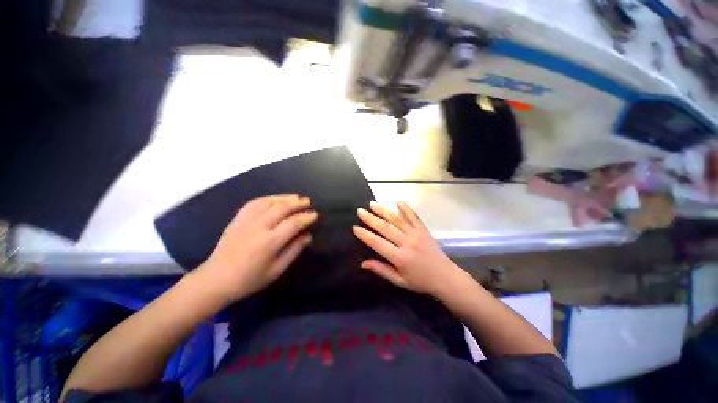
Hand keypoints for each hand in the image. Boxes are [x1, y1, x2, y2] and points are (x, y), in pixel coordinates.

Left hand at [196, 194, 317, 302]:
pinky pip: (253, 203)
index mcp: (269, 242)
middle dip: (297, 203)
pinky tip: (275, 199)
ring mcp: (245, 221)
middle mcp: (258, 227)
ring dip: (284, 197)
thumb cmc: (250, 279)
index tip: (315, 215)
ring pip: (268, 202)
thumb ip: (294, 250)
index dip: (306, 217)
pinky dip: (268, 198)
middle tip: (308, 202)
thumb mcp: (277, 270)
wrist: (216, 280)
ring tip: (296, 197)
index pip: (293, 223)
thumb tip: (307, 235)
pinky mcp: (237, 219)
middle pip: (282, 208)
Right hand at [352, 201, 468, 297]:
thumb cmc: (420, 281)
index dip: (365, 235)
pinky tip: (398, 202)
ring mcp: (416, 234)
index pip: (378, 243)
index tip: (355, 227)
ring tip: (372, 204)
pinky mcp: (424, 230)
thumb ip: (381, 270)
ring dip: (383, 210)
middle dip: (371, 218)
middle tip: (360, 211)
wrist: (446, 277)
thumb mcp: (399, 281)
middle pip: (385, 228)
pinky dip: (406, 208)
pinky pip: (414, 216)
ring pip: (397, 219)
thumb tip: (363, 263)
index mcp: (400, 257)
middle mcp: (407, 242)